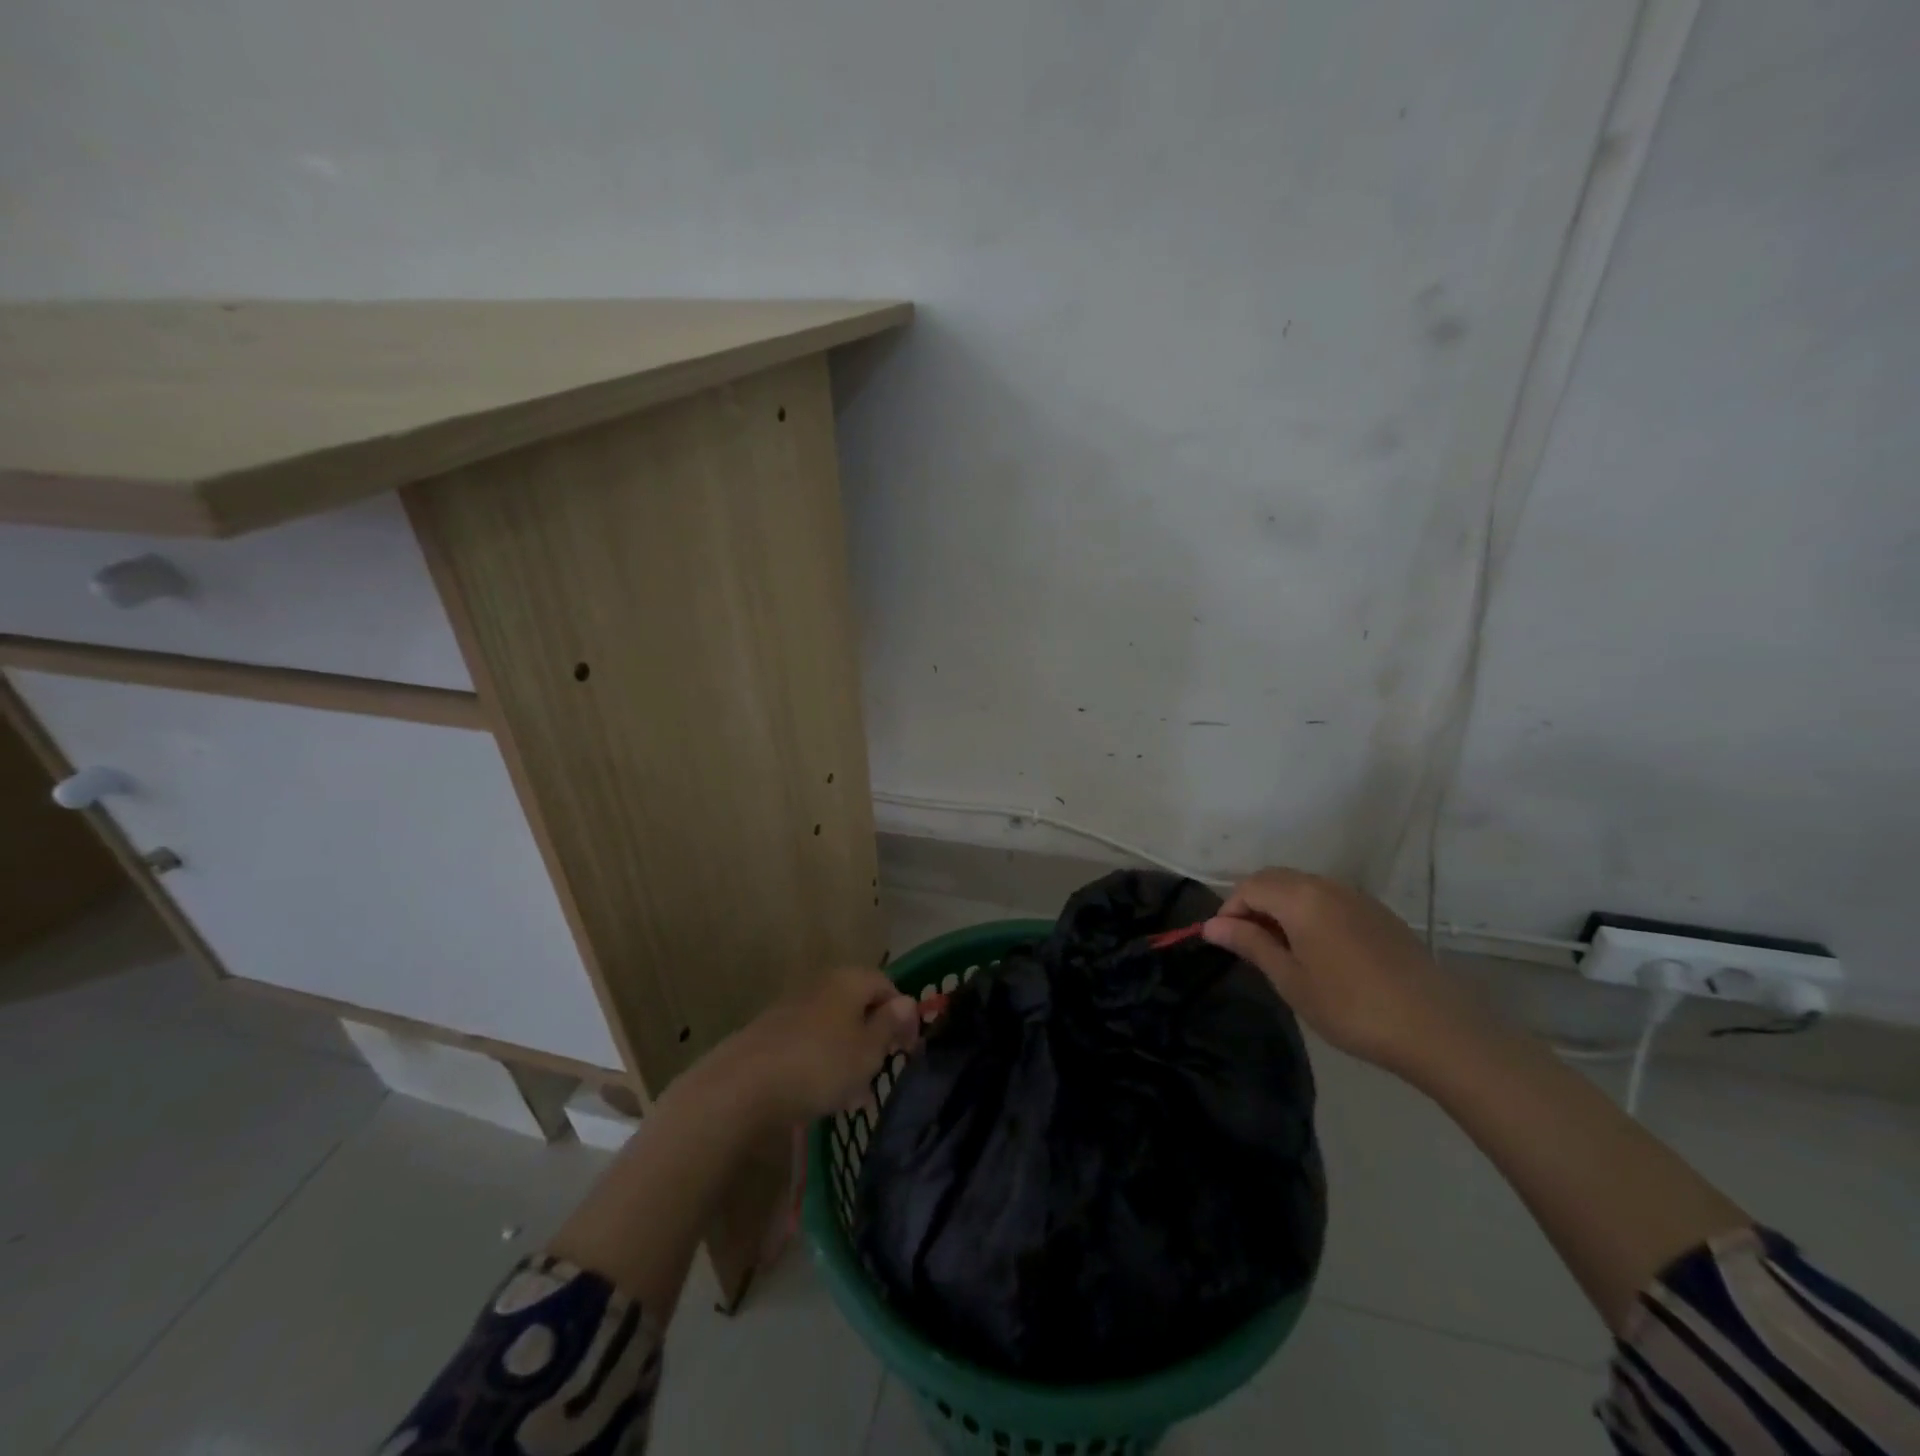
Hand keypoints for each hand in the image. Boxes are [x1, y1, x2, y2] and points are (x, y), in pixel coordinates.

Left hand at [724, 966, 921, 1125]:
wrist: (743, 1086)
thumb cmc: (819, 1064)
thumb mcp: (867, 1051)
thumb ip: (889, 1025)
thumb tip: (907, 1002)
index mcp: (849, 980)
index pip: (887, 986)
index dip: (903, 1016)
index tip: (908, 1050)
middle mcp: (821, 984)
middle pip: (858, 1005)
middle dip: (873, 1037)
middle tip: (881, 1071)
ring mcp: (792, 1007)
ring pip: (833, 1027)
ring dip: (848, 1054)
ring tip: (854, 1095)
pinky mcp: (770, 1033)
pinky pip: (809, 1042)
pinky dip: (822, 1062)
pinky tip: (822, 1095)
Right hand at [1201, 867, 1481, 1078]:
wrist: (1436, 1028)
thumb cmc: (1351, 1007)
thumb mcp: (1291, 980)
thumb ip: (1250, 945)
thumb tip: (1212, 926)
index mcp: (1300, 898)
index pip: (1249, 886)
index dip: (1230, 910)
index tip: (1225, 942)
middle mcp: (1327, 886)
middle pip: (1274, 879)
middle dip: (1253, 904)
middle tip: (1249, 945)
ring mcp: (1356, 897)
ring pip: (1303, 886)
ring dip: (1281, 907)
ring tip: (1281, 949)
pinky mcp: (1379, 913)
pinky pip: (1329, 898)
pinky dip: (1309, 912)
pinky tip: (1318, 950)